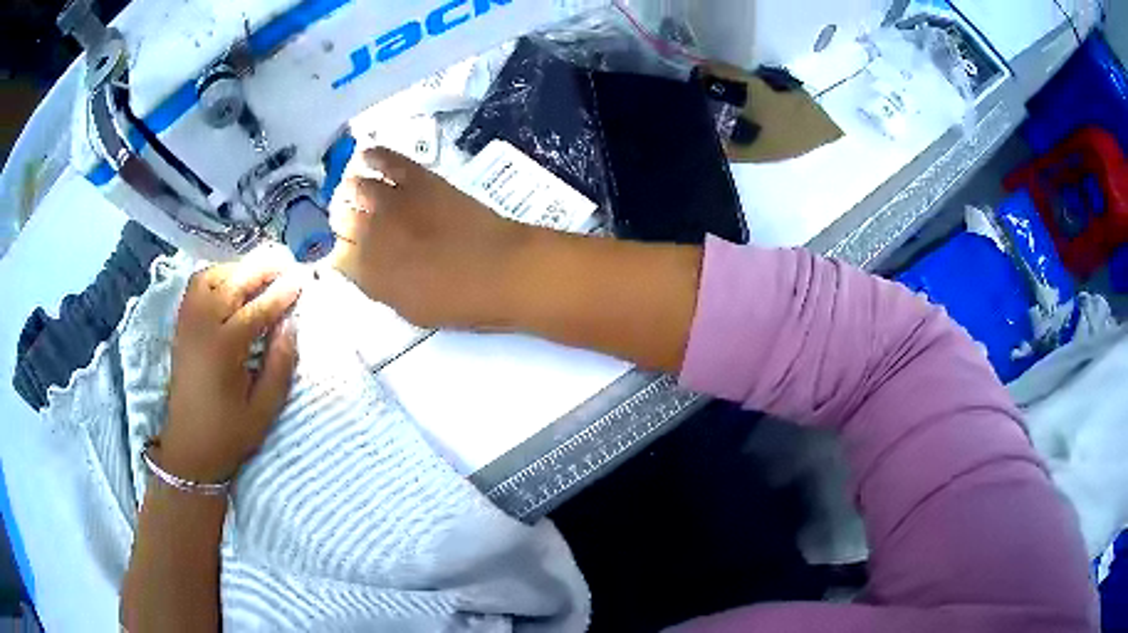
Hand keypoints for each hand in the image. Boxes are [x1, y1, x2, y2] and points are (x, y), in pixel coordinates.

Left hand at [155, 255, 301, 483]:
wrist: (188, 447)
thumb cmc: (228, 434)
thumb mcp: (263, 410)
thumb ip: (279, 366)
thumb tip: (291, 325)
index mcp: (224, 350)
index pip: (257, 309)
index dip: (282, 293)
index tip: (302, 279)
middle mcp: (202, 327)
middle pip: (233, 283)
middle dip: (262, 268)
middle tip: (286, 259)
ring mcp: (187, 322)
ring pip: (212, 277)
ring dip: (238, 268)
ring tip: (260, 272)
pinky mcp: (181, 325)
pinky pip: (197, 285)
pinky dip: (217, 274)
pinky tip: (231, 282)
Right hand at [327, 147, 533, 329]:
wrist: (501, 270)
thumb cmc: (458, 302)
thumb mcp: (408, 309)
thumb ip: (379, 286)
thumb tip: (364, 269)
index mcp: (366, 271)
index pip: (335, 256)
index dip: (344, 255)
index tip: (352, 255)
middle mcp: (369, 231)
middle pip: (340, 218)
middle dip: (345, 222)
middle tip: (359, 225)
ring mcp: (393, 200)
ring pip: (355, 187)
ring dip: (353, 191)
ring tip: (360, 194)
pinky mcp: (418, 178)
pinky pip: (387, 159)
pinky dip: (374, 156)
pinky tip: (367, 156)